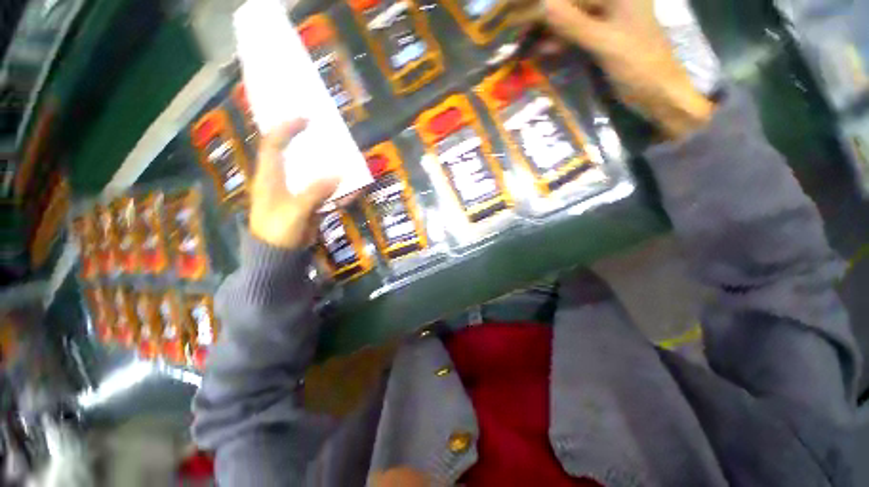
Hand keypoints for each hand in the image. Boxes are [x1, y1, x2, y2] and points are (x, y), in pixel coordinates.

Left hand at [250, 120, 339, 248]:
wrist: (279, 257)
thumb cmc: (278, 232)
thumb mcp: (294, 211)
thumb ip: (314, 192)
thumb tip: (338, 174)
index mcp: (269, 177)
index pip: (273, 144)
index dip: (286, 128)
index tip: (305, 118)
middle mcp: (282, 180)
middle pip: (294, 155)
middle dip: (308, 142)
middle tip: (327, 133)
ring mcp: (297, 193)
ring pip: (312, 173)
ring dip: (328, 166)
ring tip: (344, 157)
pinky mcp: (309, 204)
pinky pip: (325, 192)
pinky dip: (339, 191)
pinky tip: (353, 190)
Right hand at [511, 0, 713, 138]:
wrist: (657, 93)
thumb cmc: (639, 65)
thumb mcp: (605, 42)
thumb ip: (574, 24)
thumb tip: (544, 4)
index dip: (543, 3)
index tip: (514, 8)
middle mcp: (612, 1)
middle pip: (569, 4)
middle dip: (541, 14)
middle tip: (513, 25)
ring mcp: (607, 20)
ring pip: (569, 19)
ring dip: (546, 30)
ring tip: (522, 40)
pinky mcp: (602, 39)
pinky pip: (574, 36)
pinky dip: (558, 43)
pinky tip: (542, 51)